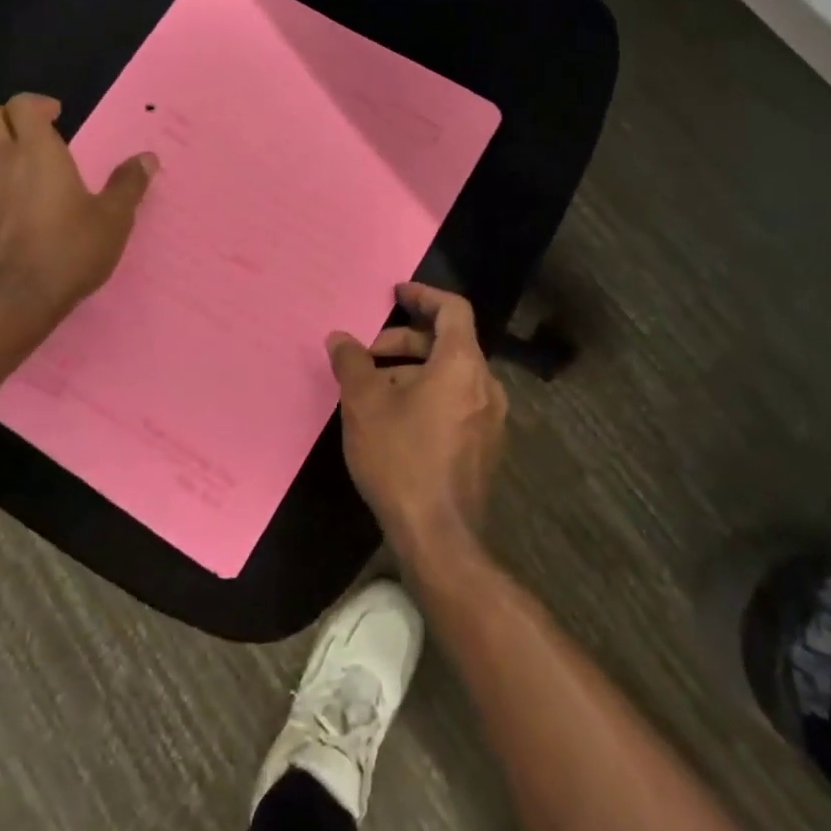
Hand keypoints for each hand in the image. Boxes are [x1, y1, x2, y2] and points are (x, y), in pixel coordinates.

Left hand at [0, 93, 156, 322]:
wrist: (13, 301)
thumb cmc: (69, 250)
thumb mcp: (113, 218)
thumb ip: (128, 184)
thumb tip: (147, 158)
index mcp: (36, 150)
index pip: (22, 104)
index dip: (38, 104)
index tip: (57, 115)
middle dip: (12, 119)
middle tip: (37, 136)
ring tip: (19, 166)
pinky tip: (2, 203)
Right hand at [326, 283, 506, 567]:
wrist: (440, 538)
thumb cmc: (401, 459)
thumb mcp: (364, 405)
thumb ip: (352, 363)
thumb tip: (339, 338)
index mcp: (463, 364)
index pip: (452, 309)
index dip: (423, 295)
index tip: (396, 293)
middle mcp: (486, 384)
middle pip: (449, 343)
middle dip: (405, 341)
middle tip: (367, 355)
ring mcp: (491, 418)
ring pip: (451, 375)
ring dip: (412, 371)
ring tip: (373, 390)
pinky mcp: (486, 447)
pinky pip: (457, 402)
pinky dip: (428, 395)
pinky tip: (395, 421)